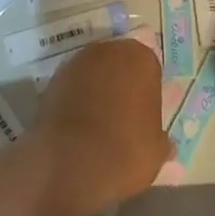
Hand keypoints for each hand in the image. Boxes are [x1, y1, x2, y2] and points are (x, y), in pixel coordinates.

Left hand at [32, 38, 170, 215]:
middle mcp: (107, 51)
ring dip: (96, 89)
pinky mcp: (51, 81)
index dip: (147, 89)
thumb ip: (158, 137)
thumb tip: (163, 143)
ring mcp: (75, 63)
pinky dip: (75, 100)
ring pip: (93, 72)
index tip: (146, 112)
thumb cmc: (125, 151)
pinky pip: (72, 87)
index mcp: (140, 59)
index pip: (148, 67)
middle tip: (124, 114)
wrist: (71, 164)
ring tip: (99, 123)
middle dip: (121, 83)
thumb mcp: (156, 151)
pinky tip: (78, 126)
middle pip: (118, 63)